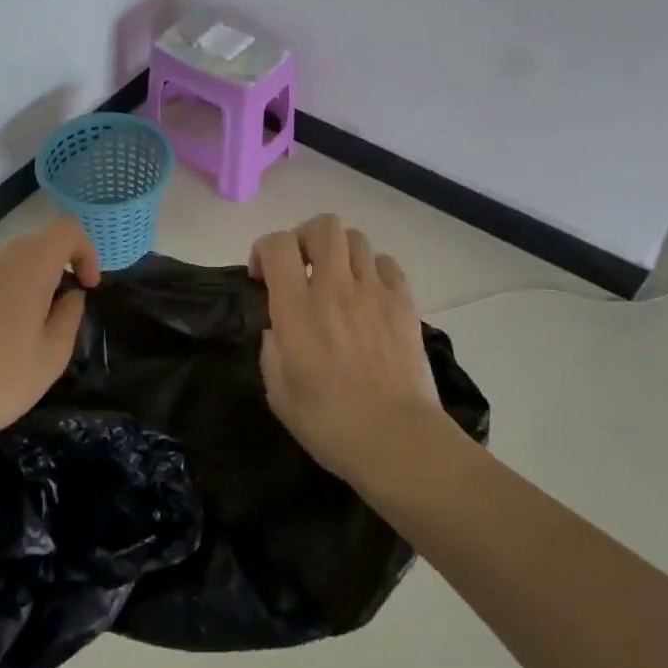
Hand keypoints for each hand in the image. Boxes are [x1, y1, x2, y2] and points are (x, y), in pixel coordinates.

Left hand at [0, 217, 100, 452]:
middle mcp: (1, 260)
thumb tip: (71, 295)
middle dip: (64, 265)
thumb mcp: (54, 354)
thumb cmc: (3, 380)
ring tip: (40, 321)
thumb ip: (70, 314)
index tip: (88, 288)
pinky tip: (10, 328)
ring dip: (39, 276)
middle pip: (42, 240)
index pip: (67, 230)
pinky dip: (15, 286)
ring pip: (19, 256)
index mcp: (30, 268)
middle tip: (68, 307)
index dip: (86, 252)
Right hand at [251, 213, 449, 485]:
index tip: (263, 277)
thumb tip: (277, 328)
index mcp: (297, 310)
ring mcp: (374, 292)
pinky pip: (387, 264)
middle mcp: (335, 288)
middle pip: (323, 226)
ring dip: (340, 252)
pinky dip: (373, 270)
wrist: (399, 441)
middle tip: (302, 266)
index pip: (278, 244)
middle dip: (305, 237)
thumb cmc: (330, 424)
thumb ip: (271, 349)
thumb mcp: (279, 393)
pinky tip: (369, 295)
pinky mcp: (404, 304)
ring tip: (337, 279)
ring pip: (356, 239)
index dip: (264, 249)